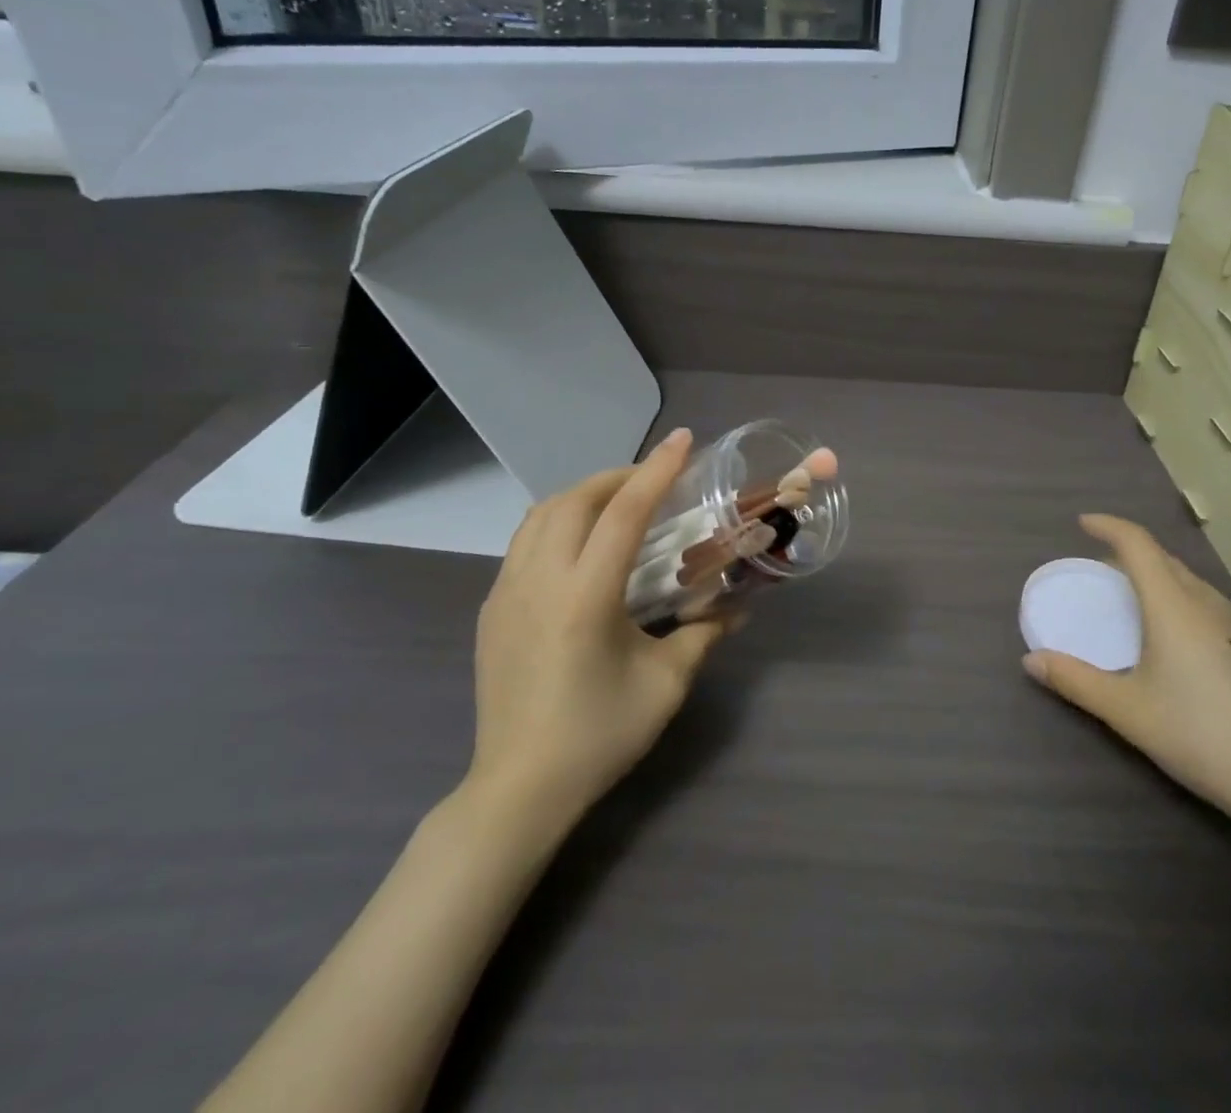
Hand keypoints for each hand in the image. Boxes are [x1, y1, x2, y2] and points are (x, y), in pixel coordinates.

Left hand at [465, 428, 730, 835]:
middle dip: (618, 476)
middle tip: (655, 479)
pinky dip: (557, 522)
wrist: (519, 788)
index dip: (657, 471)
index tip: (683, 441)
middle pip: (575, 500)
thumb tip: (740, 606)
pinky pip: (524, 542)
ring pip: (541, 515)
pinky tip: (581, 545)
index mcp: (585, 596)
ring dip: (583, 495)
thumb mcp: (666, 684)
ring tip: (619, 503)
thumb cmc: (599, 735)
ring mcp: (506, 592)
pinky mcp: (491, 609)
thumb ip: (704, 633)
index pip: (624, 514)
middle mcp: (539, 581)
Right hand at [1023, 514, 1230, 837]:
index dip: (1108, 526)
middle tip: (1097, 566)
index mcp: (1174, 605)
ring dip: (1154, 573)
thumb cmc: (1197, 734)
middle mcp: (1206, 602)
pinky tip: (1170, 631)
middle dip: (1128, 551)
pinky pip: (1203, 599)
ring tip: (1129, 596)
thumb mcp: (1126, 710)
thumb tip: (1030, 660)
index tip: (1081, 524)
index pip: (1138, 544)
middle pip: (1163, 558)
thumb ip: (1074, 680)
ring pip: (1187, 578)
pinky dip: (1175, 595)